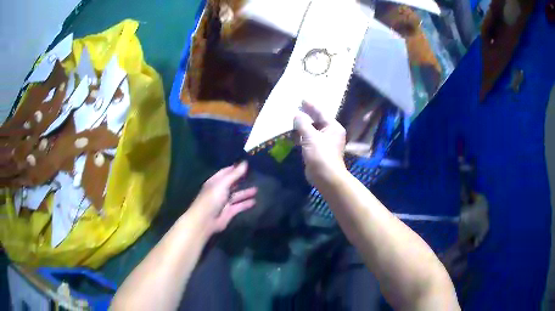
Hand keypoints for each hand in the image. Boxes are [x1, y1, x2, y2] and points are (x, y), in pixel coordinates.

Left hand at [189, 162, 256, 235]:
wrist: (206, 220)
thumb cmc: (212, 199)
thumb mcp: (223, 184)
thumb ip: (235, 174)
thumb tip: (245, 162)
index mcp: (215, 182)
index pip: (225, 172)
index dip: (234, 168)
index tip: (246, 164)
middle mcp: (220, 191)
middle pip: (232, 183)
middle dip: (241, 180)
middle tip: (254, 175)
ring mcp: (224, 202)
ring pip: (236, 195)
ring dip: (245, 192)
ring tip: (257, 189)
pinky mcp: (229, 212)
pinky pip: (239, 206)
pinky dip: (246, 204)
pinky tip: (254, 201)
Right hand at [294, 102, 346, 185]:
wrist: (325, 177)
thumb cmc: (321, 154)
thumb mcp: (311, 137)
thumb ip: (303, 124)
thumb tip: (296, 115)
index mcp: (333, 127)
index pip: (321, 113)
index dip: (311, 106)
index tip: (302, 99)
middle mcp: (330, 133)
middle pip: (317, 121)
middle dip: (306, 115)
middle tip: (295, 107)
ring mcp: (324, 142)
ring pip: (312, 130)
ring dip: (302, 126)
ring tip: (291, 118)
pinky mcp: (317, 150)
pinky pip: (308, 139)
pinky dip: (301, 135)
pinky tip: (292, 132)